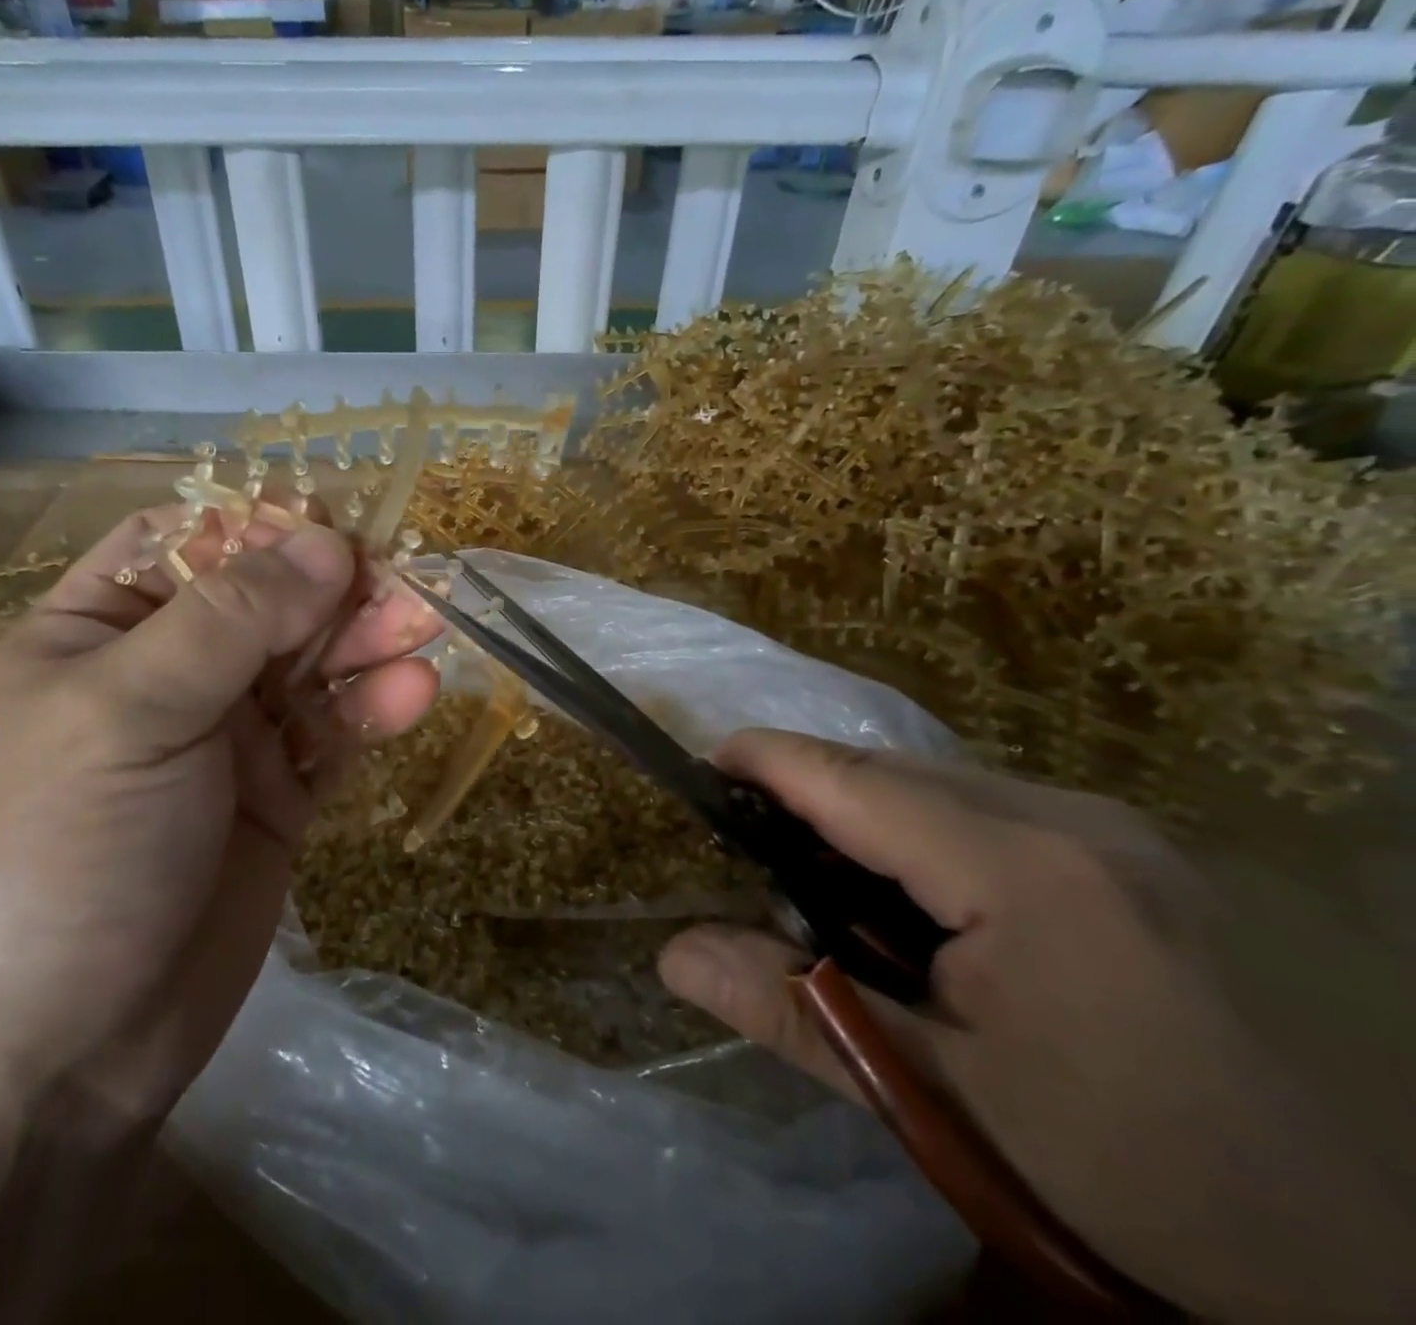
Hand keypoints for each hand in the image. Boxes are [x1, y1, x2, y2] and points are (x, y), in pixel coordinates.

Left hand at [0, 502, 441, 1128]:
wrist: (58, 1059)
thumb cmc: (62, 856)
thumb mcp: (130, 713)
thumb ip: (232, 620)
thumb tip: (326, 543)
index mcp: (97, 632)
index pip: (186, 542)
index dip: (259, 526)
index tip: (333, 528)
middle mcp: (165, 673)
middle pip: (266, 600)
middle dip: (335, 587)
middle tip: (406, 585)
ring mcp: (226, 737)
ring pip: (312, 664)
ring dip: (368, 641)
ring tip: (426, 627)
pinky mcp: (277, 796)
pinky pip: (334, 734)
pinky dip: (374, 710)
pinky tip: (415, 694)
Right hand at [659, 731, 1415, 1324]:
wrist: (1355, 1262)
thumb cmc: (1126, 1175)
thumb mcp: (940, 1101)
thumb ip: (796, 1012)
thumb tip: (672, 954)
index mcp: (1024, 871)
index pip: (856, 781)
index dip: (768, 759)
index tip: (701, 762)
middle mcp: (1074, 821)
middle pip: (895, 772)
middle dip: (811, 790)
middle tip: (748, 838)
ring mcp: (1116, 832)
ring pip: (942, 785)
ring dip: (866, 813)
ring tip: (820, 873)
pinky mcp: (1137, 855)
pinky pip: (990, 810)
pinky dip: (923, 832)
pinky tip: (916, 899)